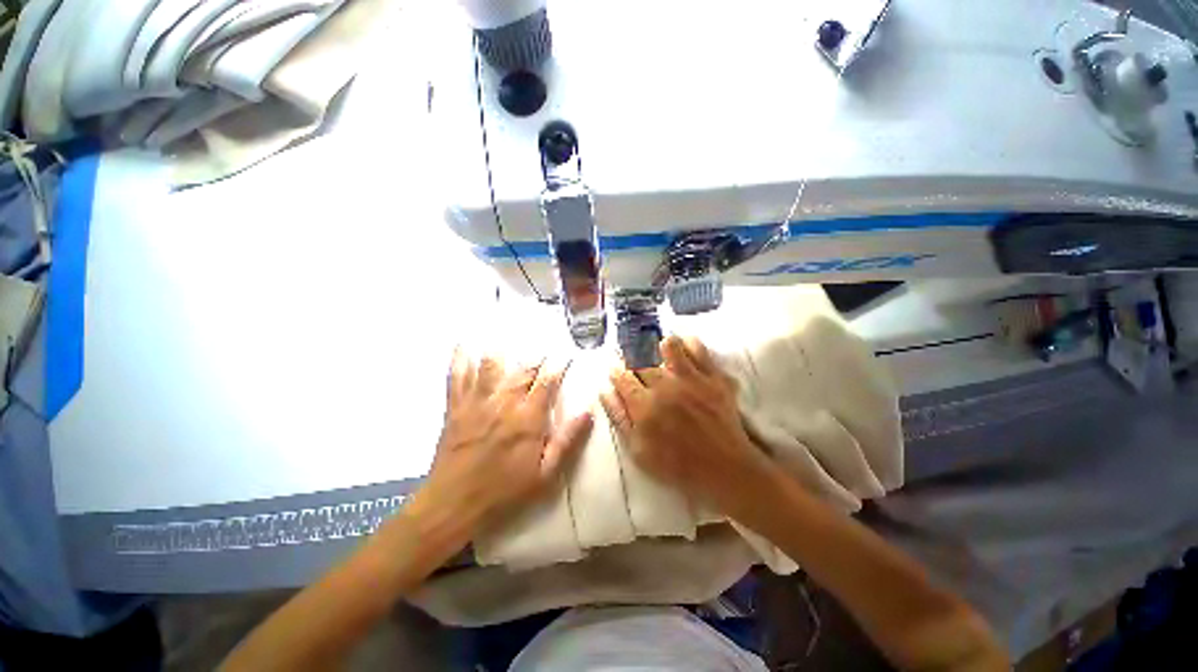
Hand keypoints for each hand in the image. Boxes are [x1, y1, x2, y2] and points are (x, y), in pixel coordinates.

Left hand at [420, 349, 593, 534]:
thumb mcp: (546, 474)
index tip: (565, 356)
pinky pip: (457, 378)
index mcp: (528, 418)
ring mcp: (477, 402)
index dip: (558, 366)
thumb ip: (568, 440)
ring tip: (507, 340)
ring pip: (491, 366)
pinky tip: (462, 345)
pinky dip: (459, 360)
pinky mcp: (456, 408)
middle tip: (542, 352)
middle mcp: (504, 402)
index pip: (547, 381)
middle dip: (535, 358)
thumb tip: (588, 412)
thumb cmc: (505, 491)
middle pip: (523, 370)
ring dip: (502, 352)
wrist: (453, 504)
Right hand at [600, 335, 779, 519]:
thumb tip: (605, 391)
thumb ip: (619, 418)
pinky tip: (686, 350)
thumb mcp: (638, 451)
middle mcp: (665, 386)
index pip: (622, 377)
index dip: (615, 370)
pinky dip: (690, 345)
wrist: (724, 468)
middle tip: (635, 361)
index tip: (615, 369)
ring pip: (670, 346)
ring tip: (660, 352)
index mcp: (644, 406)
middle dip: (633, 358)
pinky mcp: (713, 377)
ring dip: (661, 347)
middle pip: (642, 360)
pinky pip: (699, 349)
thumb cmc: (677, 465)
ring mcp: (691, 379)